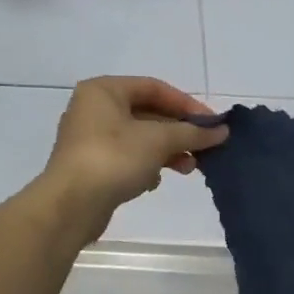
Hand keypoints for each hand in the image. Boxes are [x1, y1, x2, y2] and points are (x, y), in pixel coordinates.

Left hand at [30, 77, 227, 240]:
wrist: (71, 205)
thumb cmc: (114, 159)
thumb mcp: (159, 141)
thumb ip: (193, 133)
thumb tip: (222, 131)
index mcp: (104, 91)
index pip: (155, 88)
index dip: (187, 104)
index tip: (213, 124)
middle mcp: (93, 109)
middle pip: (148, 113)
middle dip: (179, 132)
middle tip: (205, 148)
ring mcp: (90, 138)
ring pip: (140, 138)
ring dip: (168, 151)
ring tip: (189, 169)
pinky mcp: (92, 165)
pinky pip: (128, 158)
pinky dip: (147, 166)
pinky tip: (155, 181)